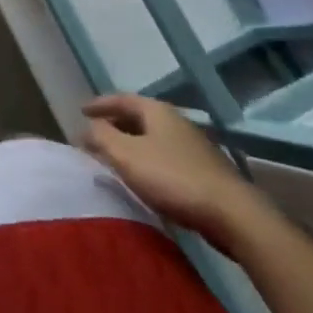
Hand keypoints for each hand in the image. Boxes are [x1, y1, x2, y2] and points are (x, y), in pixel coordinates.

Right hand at [81, 94, 264, 251]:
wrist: (232, 214)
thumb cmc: (173, 178)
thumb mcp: (126, 155)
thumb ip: (102, 137)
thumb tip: (87, 127)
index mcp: (156, 111)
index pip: (121, 99)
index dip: (99, 104)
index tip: (81, 111)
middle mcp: (175, 121)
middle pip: (137, 117)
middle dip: (114, 124)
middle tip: (95, 135)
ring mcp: (192, 145)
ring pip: (152, 137)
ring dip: (131, 143)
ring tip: (115, 157)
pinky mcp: (203, 170)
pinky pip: (165, 156)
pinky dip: (147, 159)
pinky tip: (144, 177)